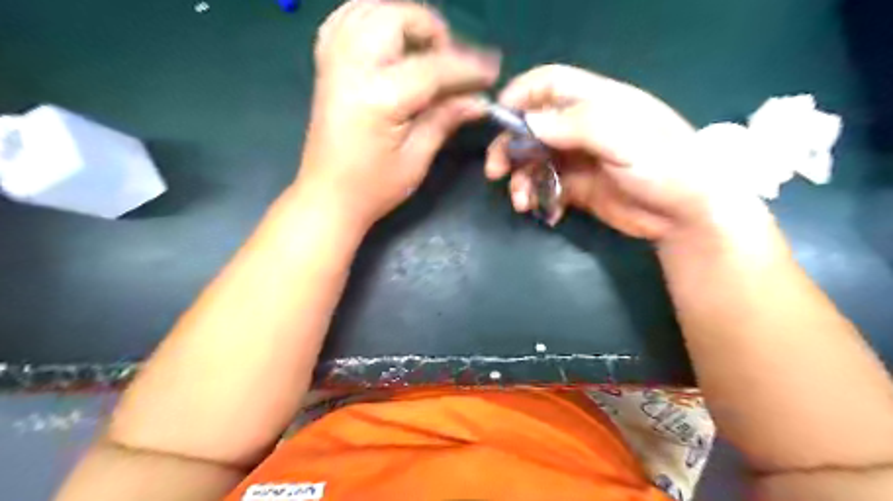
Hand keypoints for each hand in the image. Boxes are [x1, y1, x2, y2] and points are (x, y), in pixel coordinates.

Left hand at [296, 0, 498, 228]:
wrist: (327, 197)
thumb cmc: (373, 188)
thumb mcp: (415, 159)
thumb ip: (445, 120)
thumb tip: (479, 101)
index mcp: (378, 98)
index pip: (433, 67)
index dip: (468, 67)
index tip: (492, 70)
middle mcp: (352, 69)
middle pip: (397, 19)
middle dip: (434, 32)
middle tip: (452, 62)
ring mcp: (333, 63)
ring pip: (369, 9)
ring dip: (404, 20)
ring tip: (425, 49)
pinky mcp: (325, 66)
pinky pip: (345, 20)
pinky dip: (372, 19)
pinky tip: (389, 40)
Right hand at [487, 64, 764, 243]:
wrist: (686, 215)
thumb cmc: (664, 166)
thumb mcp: (624, 139)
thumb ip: (576, 125)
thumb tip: (528, 122)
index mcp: (597, 103)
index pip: (549, 84)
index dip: (520, 95)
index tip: (497, 120)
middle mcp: (582, 128)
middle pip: (532, 126)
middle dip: (510, 147)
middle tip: (496, 172)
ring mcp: (578, 159)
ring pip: (535, 161)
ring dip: (521, 179)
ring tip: (521, 202)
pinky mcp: (578, 187)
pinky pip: (546, 187)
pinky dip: (538, 197)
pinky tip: (545, 211)